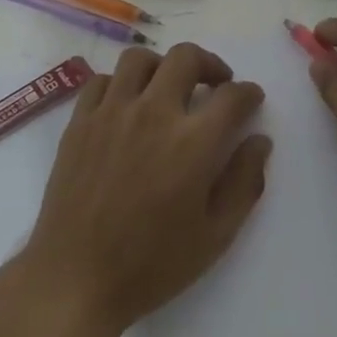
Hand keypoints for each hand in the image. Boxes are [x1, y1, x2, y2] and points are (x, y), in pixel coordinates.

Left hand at [15, 43, 271, 336]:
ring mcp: (111, 112)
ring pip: (139, 58)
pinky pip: (101, 80)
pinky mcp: (80, 121)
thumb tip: (259, 141)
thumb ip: (244, 182)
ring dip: (162, 66)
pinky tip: (126, 106)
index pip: (231, 96)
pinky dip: (119, 84)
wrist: (76, 279)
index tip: (251, 99)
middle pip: (185, 57)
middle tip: (215, 84)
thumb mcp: (215, 235)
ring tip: (168, 88)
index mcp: (192, 142)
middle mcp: (153, 113)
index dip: (248, 93)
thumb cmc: (152, 265)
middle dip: (209, 64)